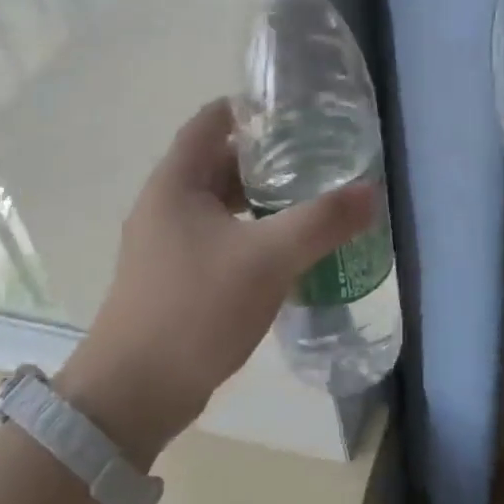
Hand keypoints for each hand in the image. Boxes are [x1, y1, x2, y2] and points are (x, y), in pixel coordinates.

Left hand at [55, 99, 374, 462]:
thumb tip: (370, 192)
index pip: (212, 120)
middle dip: (268, 157)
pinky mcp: (175, 276)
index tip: (297, 112)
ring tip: (311, 199)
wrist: (134, 394)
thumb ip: (321, 222)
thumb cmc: (195, 309)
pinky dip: (251, 232)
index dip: (251, 109)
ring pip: (221, 203)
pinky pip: (219, 237)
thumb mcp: (267, 259)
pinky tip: (286, 249)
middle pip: (219, 161)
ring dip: (261, 199)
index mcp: (176, 183)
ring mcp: (167, 242)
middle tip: (319, 157)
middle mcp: (166, 204)